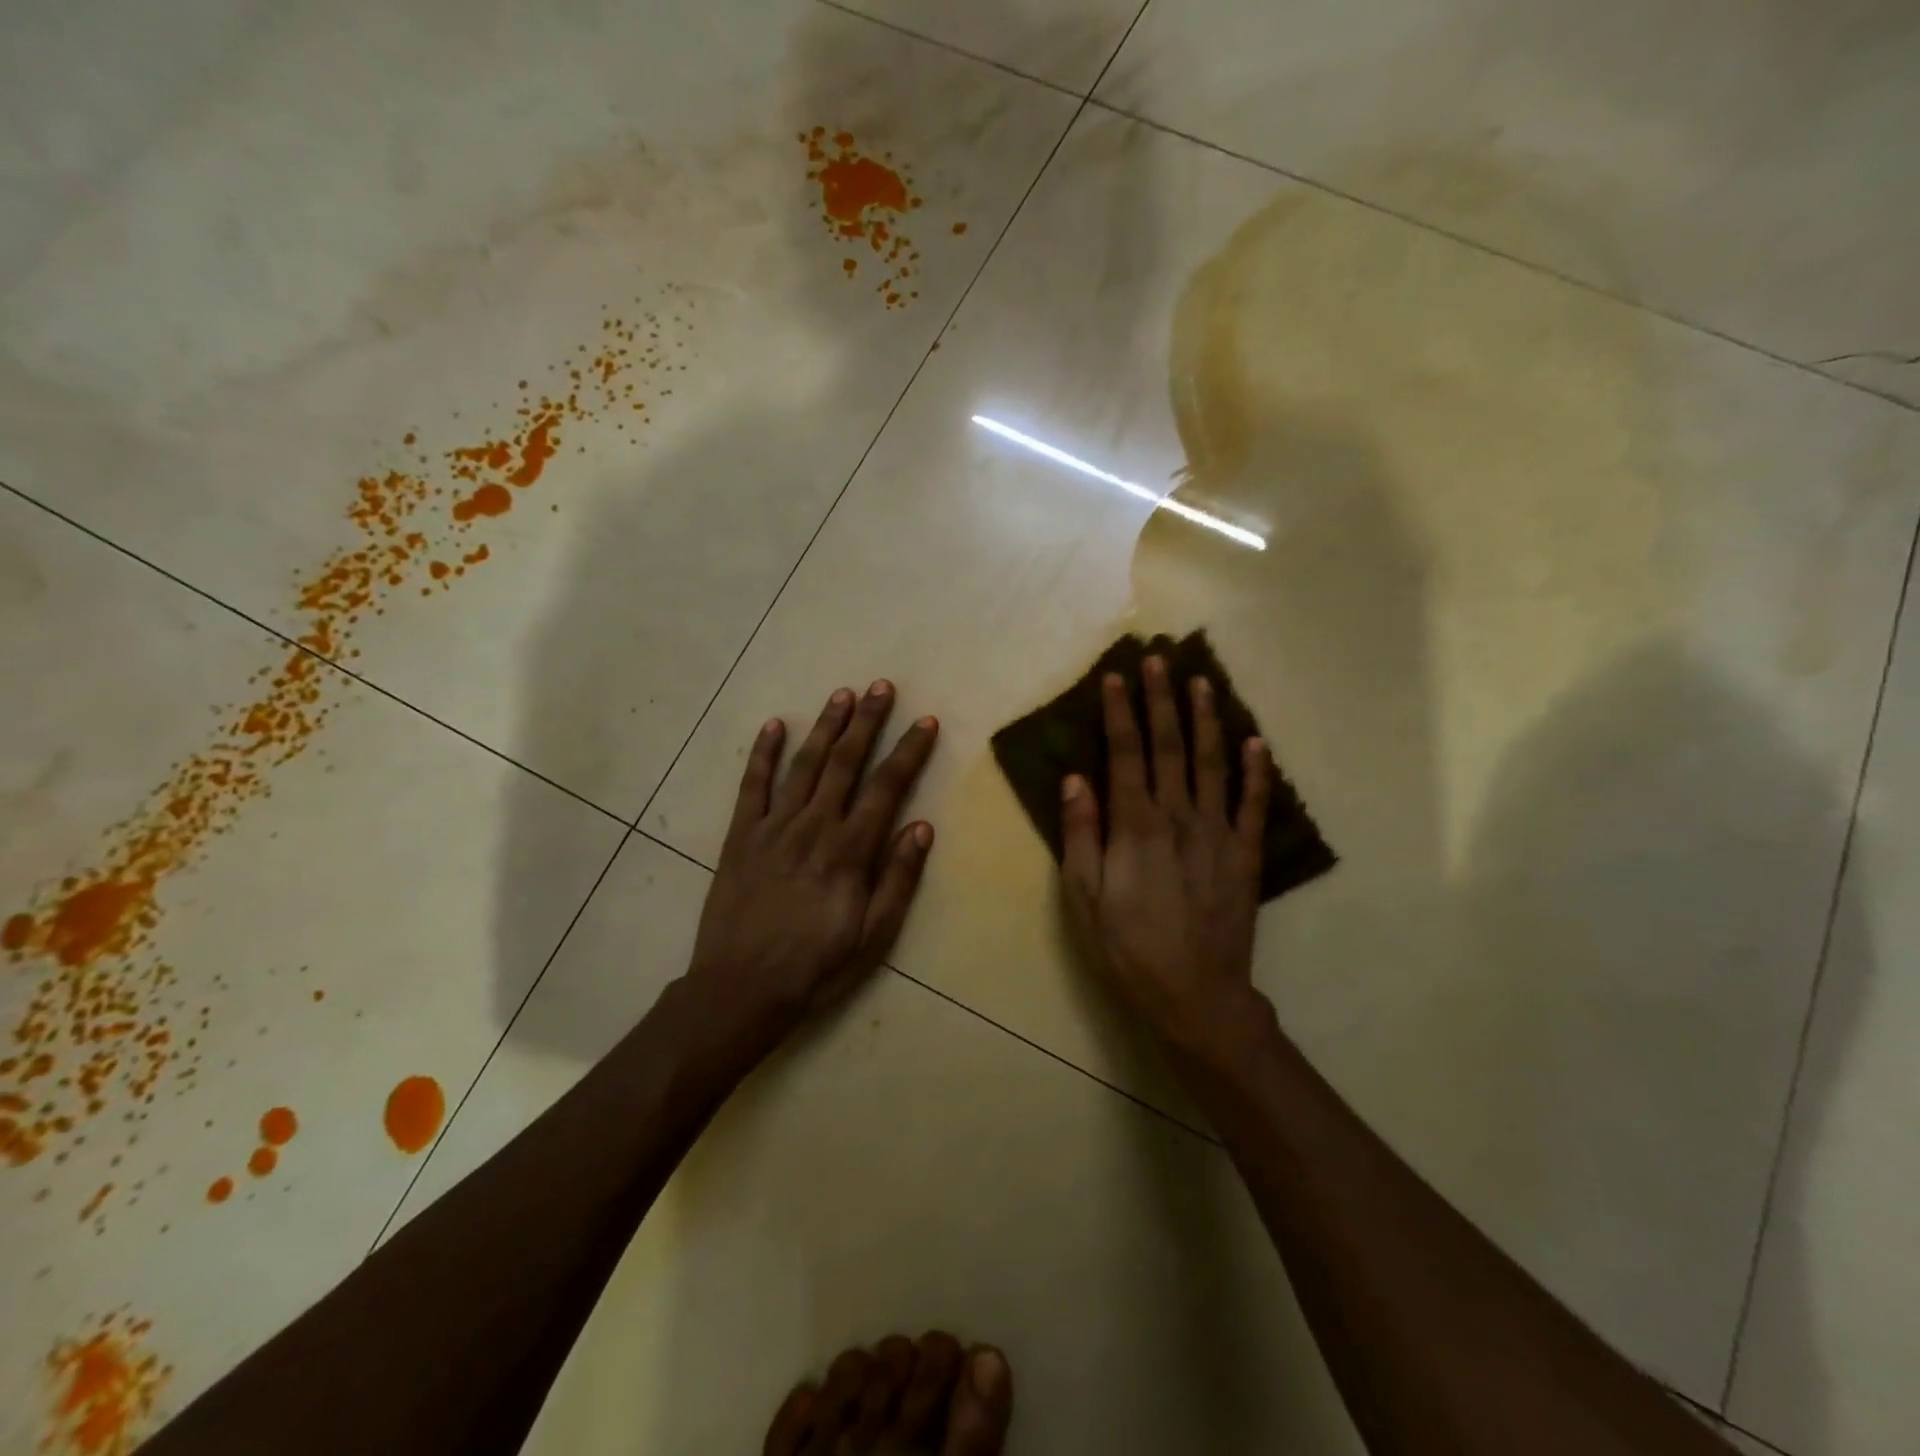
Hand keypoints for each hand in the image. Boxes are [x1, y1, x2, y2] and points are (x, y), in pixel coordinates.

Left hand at [688, 681, 938, 1035]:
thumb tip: (922, 828)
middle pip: (845, 763)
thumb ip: (898, 879)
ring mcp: (773, 828)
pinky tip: (774, 725)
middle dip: (866, 722)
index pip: (886, 788)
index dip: (908, 752)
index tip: (925, 722)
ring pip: (804, 765)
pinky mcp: (741, 836)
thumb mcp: (873, 937)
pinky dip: (762, 753)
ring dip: (825, 727)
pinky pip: (752, 786)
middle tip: (881, 687)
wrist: (739, 990)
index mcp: (849, 852)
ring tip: (842, 694)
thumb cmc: (816, 968)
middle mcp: (813, 827)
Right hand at [1060, 656, 1270, 1047]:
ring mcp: (1218, 833)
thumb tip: (1075, 778)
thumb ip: (1081, 834)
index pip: (1125, 753)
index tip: (1117, 676)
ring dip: (1207, 719)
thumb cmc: (1128, 948)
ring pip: (1213, 763)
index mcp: (1136, 826)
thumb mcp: (1084, 897)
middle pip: (1170, 746)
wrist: (1196, 995)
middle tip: (1160, 658)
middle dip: (1162, 699)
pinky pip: (1253, 804)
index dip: (1121, 712)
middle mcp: (1179, 816)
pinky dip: (1256, 771)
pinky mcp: (1245, 854)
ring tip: (1202, 682)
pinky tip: (1255, 742)